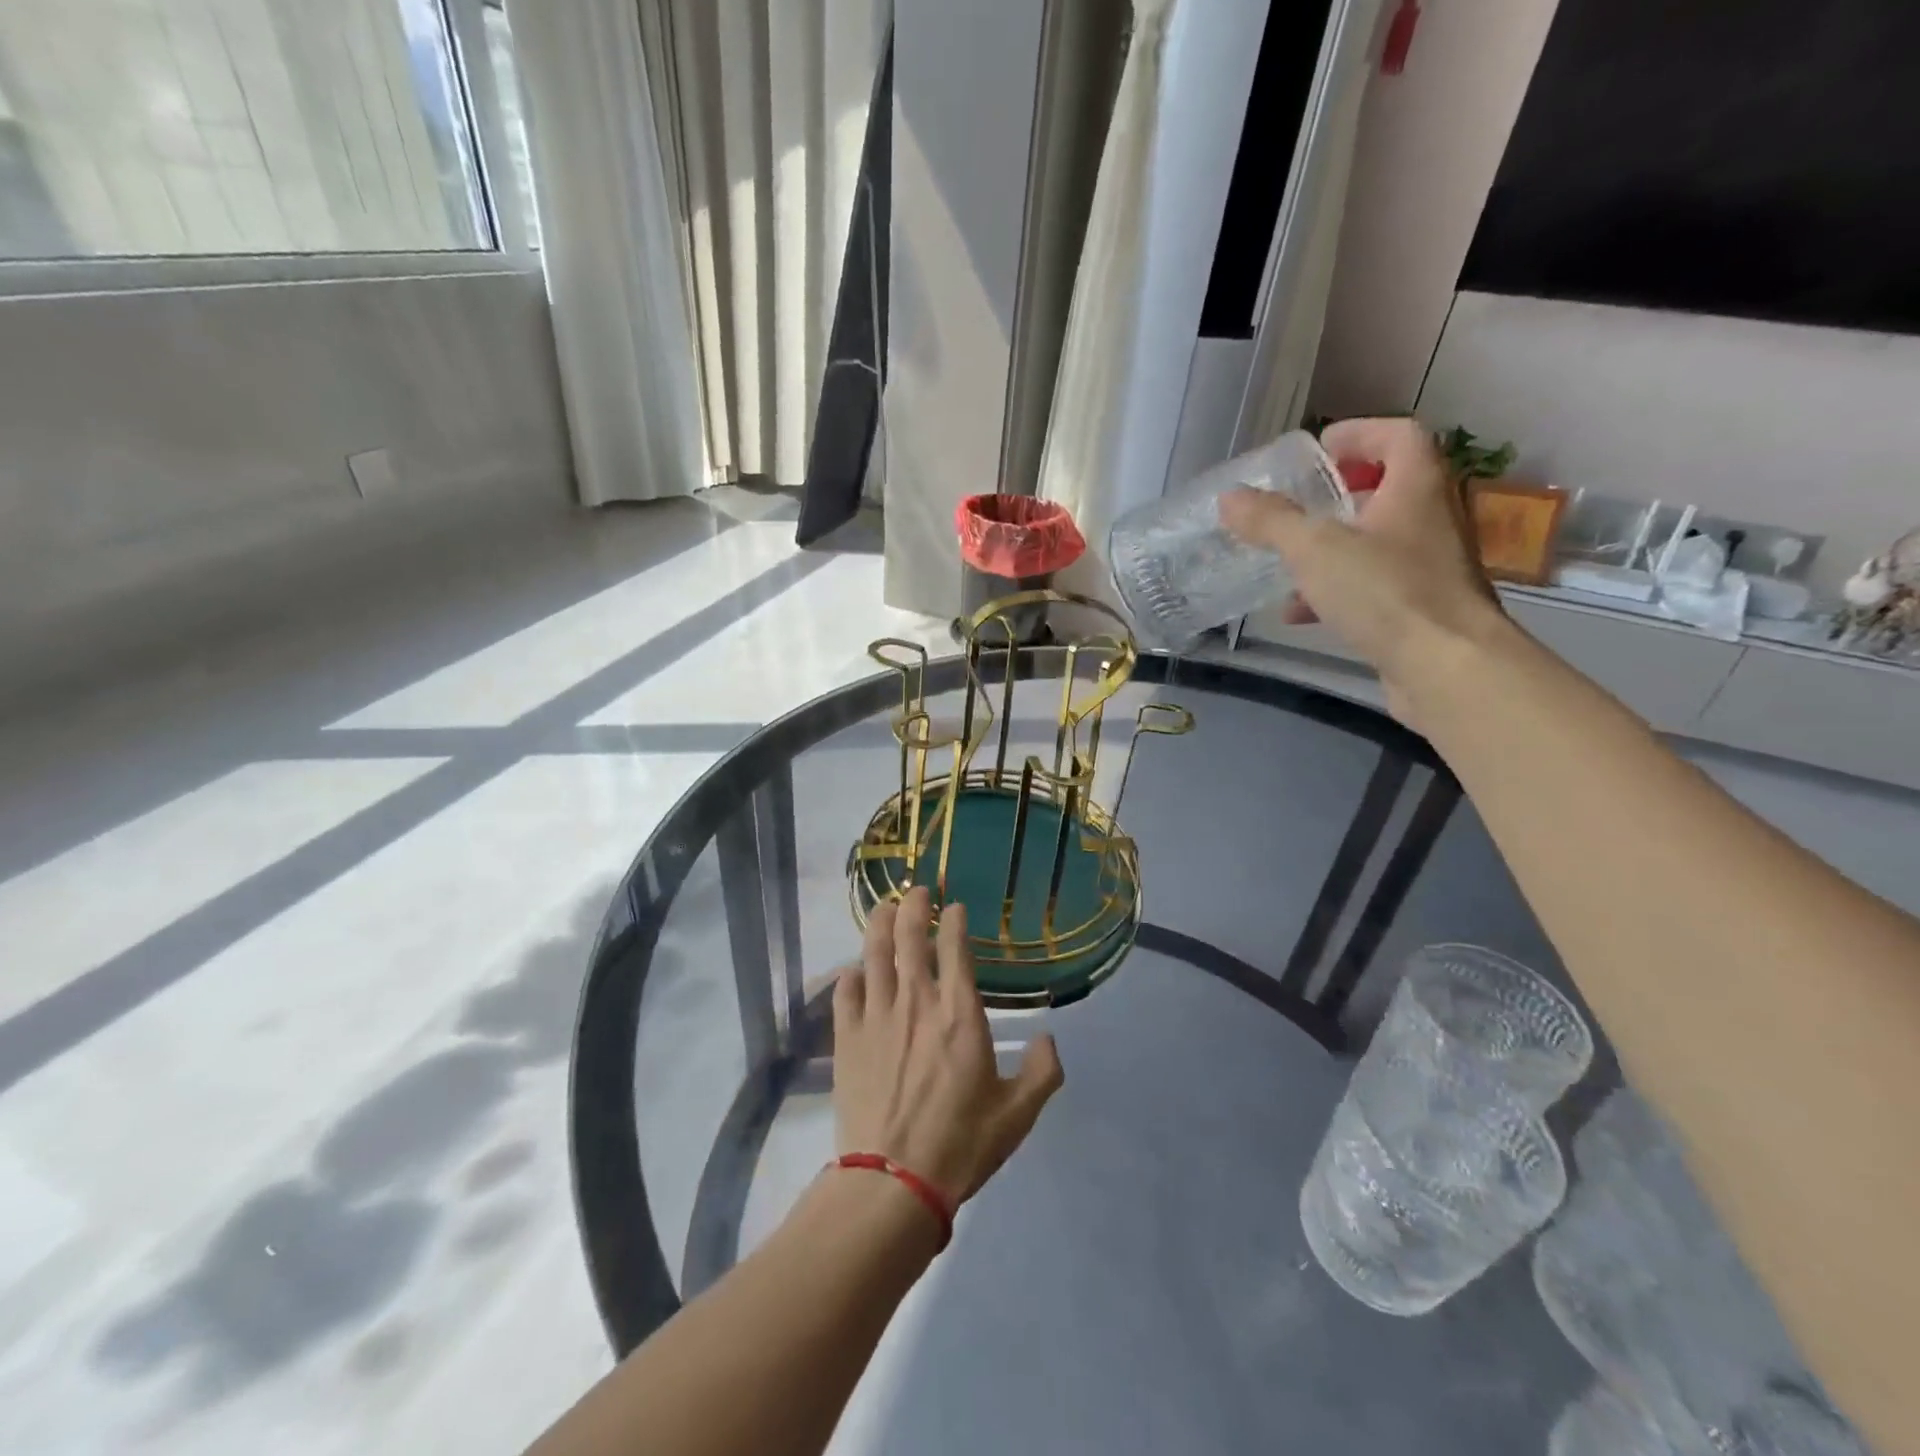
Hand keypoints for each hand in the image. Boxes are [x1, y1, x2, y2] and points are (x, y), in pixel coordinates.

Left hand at [832, 887, 1063, 1206]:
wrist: (893, 1181)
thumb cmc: (961, 1144)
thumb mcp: (1017, 1114)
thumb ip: (1041, 1072)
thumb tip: (1048, 1040)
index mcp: (960, 1014)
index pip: (955, 949)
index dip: (953, 921)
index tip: (952, 907)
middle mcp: (917, 1002)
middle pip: (910, 938)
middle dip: (913, 907)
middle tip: (916, 891)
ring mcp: (877, 1017)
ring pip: (876, 954)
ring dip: (881, 925)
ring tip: (885, 908)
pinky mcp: (847, 1038)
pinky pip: (846, 992)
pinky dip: (852, 974)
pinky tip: (856, 970)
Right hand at [1219, 416, 1506, 715]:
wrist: (1447, 668)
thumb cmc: (1386, 592)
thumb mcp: (1314, 550)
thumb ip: (1270, 521)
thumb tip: (1230, 497)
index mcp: (1417, 487)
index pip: (1398, 435)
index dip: (1358, 433)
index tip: (1316, 452)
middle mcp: (1432, 518)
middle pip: (1387, 487)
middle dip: (1338, 494)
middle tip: (1299, 504)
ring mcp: (1430, 566)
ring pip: (1376, 542)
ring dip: (1331, 547)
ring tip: (1287, 563)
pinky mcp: (1420, 608)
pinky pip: (1373, 586)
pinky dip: (1335, 591)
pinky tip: (1298, 613)